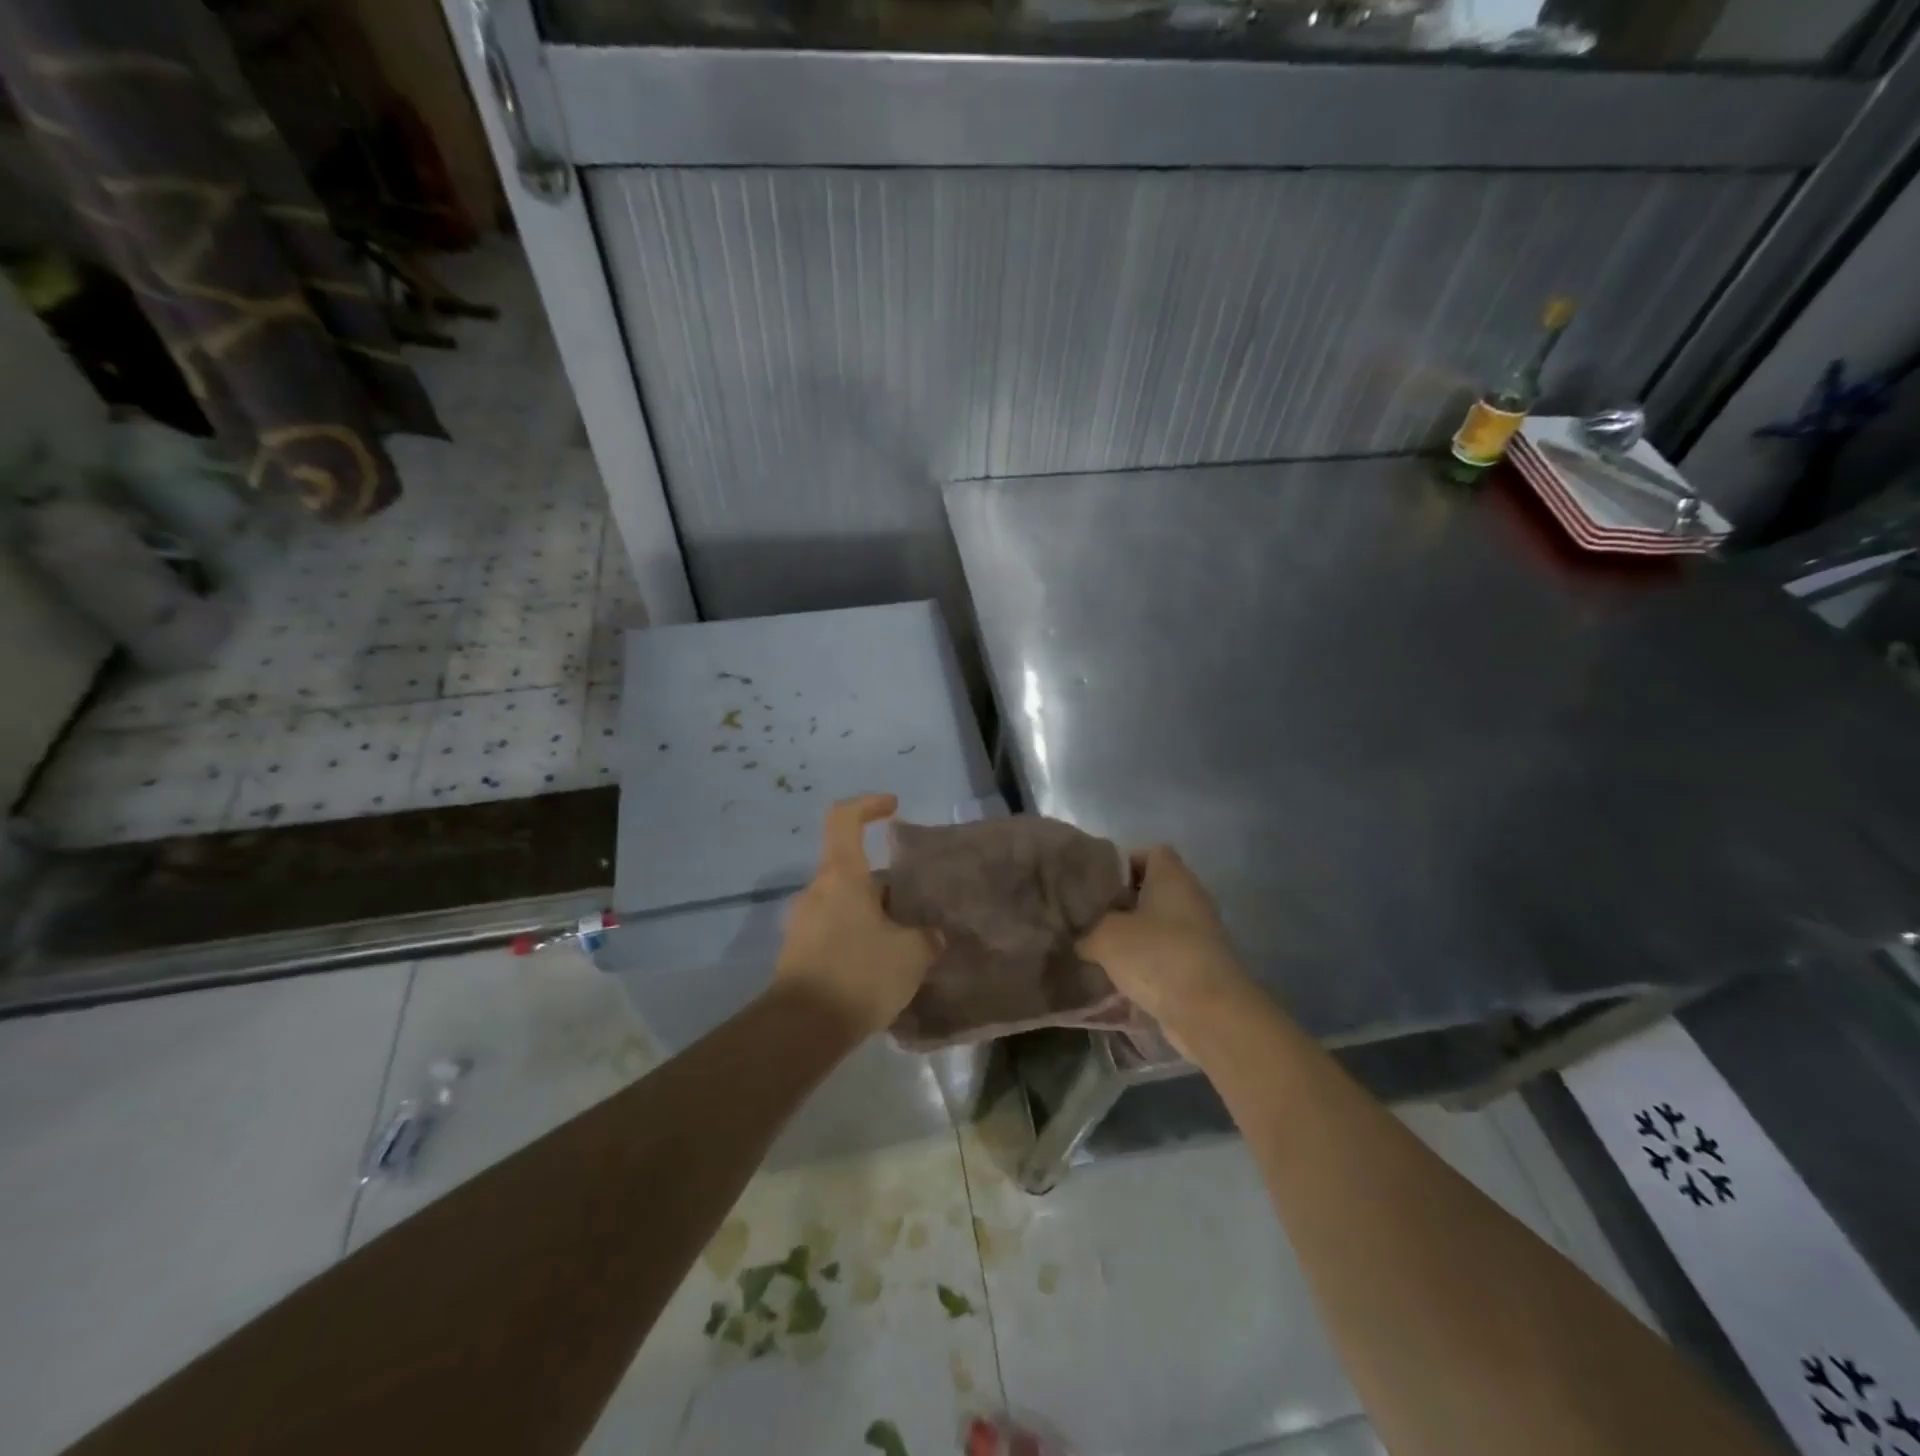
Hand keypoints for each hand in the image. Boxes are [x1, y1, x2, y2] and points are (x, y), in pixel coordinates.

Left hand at [775, 793, 940, 1035]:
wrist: (800, 1030)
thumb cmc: (859, 974)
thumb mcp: (911, 954)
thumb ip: (926, 937)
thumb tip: (930, 935)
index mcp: (841, 875)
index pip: (845, 818)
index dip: (869, 804)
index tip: (893, 808)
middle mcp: (817, 891)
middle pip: (853, 870)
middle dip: (886, 887)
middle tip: (915, 912)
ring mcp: (802, 922)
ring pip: (845, 904)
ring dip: (873, 916)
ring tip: (904, 946)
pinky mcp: (798, 953)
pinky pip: (834, 931)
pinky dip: (858, 939)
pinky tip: (881, 970)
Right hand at [1078, 845, 1250, 1050]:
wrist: (1209, 1013)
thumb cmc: (1157, 956)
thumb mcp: (1105, 936)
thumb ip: (1087, 931)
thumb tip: (1082, 939)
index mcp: (1172, 877)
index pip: (1150, 852)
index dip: (1122, 863)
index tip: (1096, 883)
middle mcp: (1190, 899)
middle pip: (1152, 890)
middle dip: (1120, 903)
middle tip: (1089, 916)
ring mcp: (1198, 935)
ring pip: (1157, 925)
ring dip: (1130, 936)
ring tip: (1096, 948)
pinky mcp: (1199, 966)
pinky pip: (1164, 954)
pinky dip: (1144, 963)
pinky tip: (1116, 977)